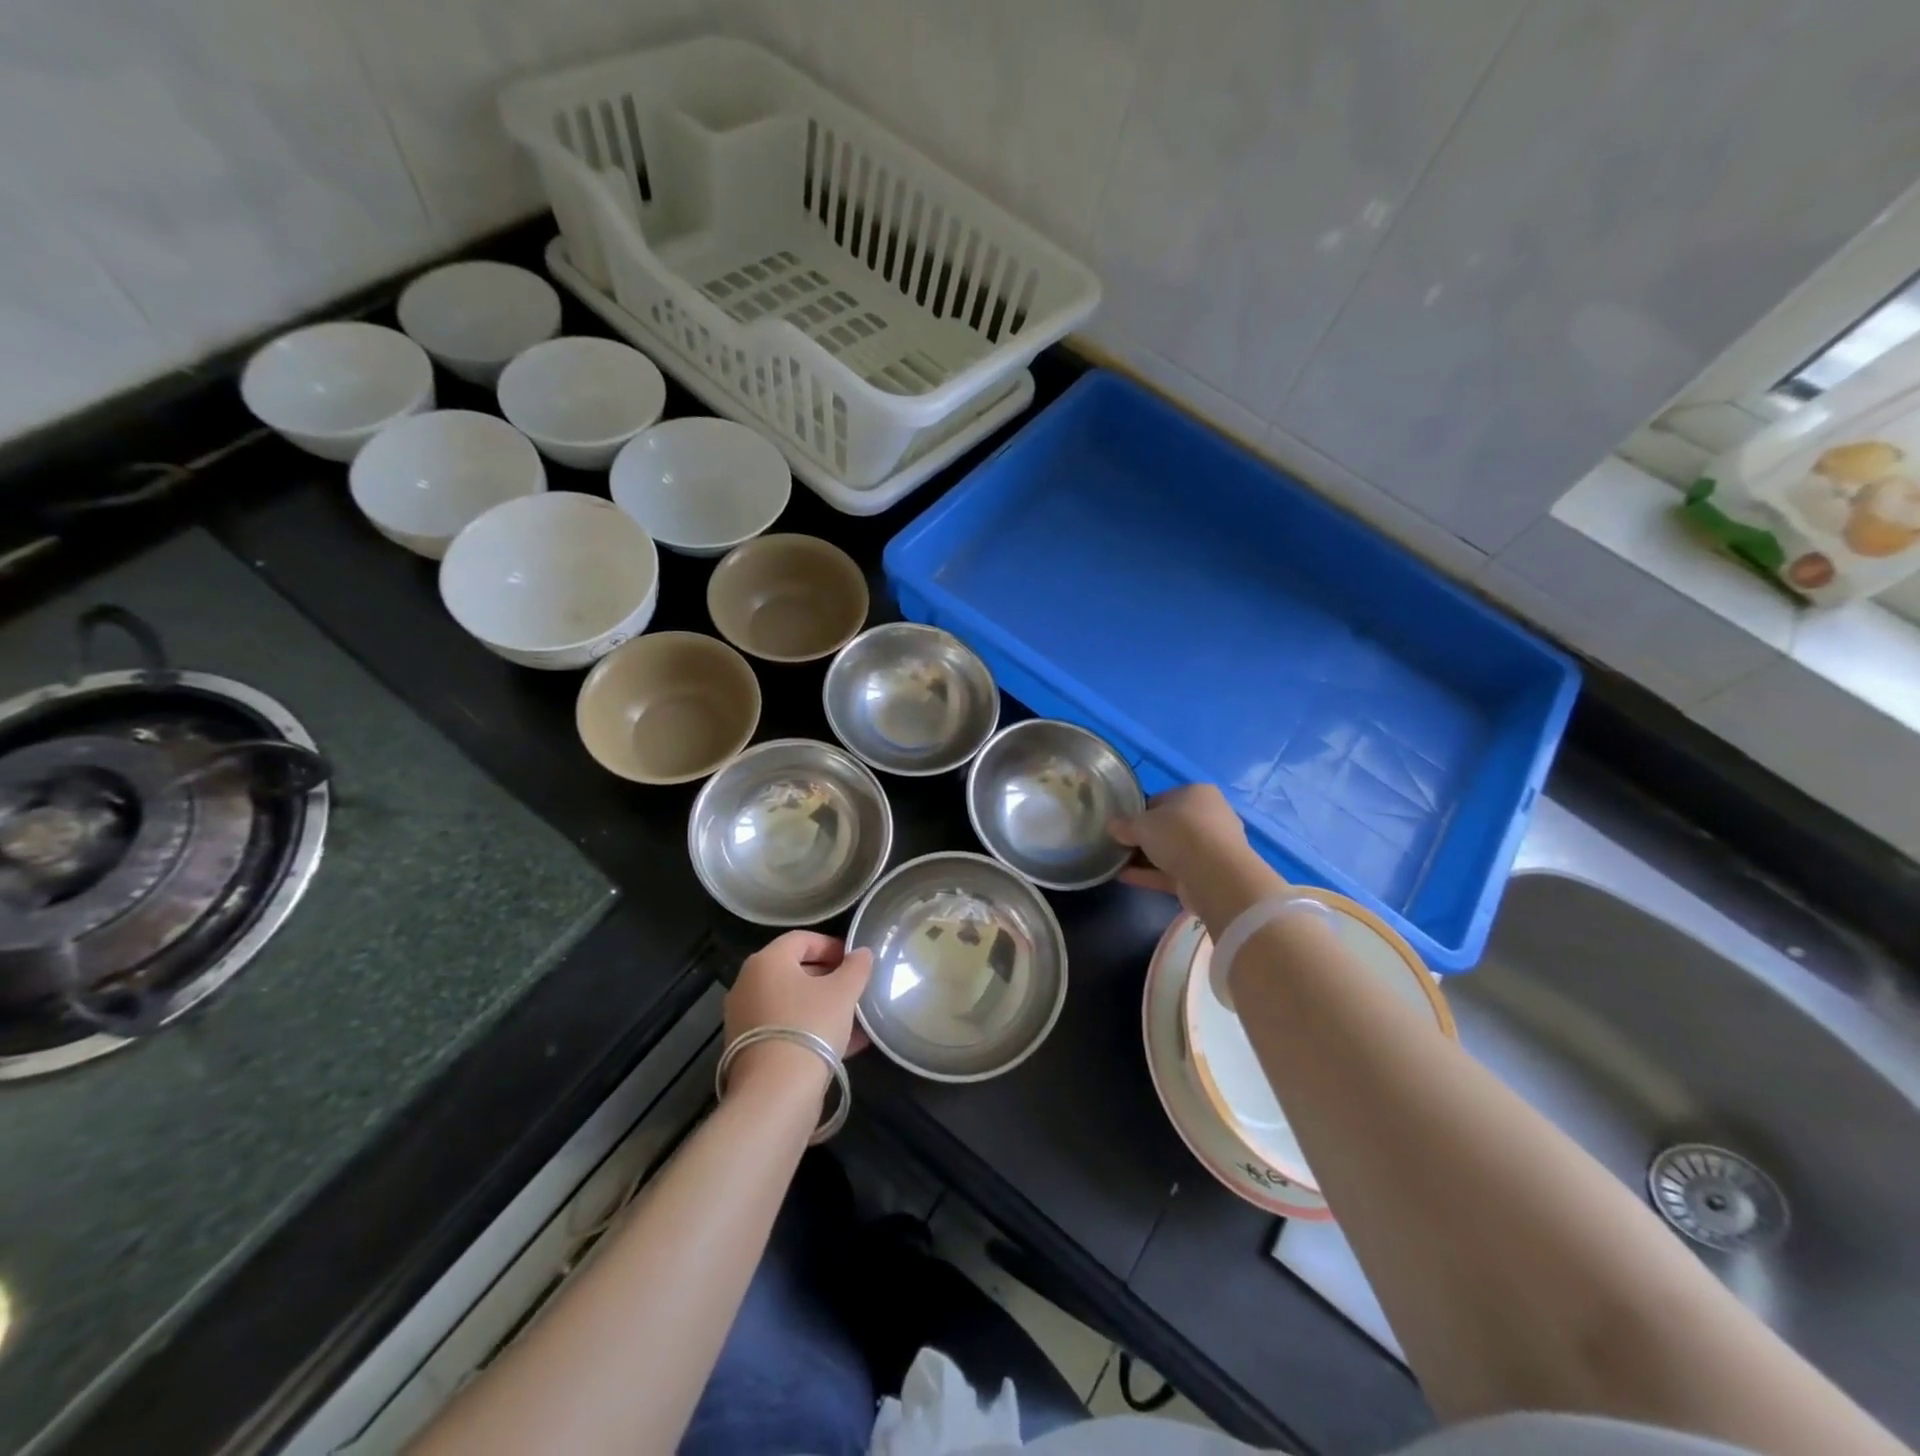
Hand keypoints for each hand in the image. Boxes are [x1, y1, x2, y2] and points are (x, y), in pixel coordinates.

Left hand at [724, 932, 873, 1089]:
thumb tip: (862, 954)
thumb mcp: (843, 992)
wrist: (775, 1093)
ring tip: (855, 1019)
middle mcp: (748, 985)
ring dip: (822, 1007)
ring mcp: (745, 1019)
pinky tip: (843, 1045)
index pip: (802, 939)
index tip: (856, 961)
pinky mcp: (748, 1050)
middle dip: (829, 978)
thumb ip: (856, 967)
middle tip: (856, 989)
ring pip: (791, 1003)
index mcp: (767, 961)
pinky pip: (785, 1029)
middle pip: (794, 971)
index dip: (832, 945)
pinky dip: (810, 1030)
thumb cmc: (810, 1026)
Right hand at [1109, 784, 1254, 905]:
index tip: (1122, 825)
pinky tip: (1125, 878)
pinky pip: (1173, 871)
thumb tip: (1111, 826)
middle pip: (1168, 827)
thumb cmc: (1178, 833)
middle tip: (1119, 845)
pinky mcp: (1208, 874)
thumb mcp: (1142, 824)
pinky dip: (1151, 874)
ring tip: (1117, 864)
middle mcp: (1209, 817)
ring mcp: (1211, 848)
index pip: (1162, 799)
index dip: (1139, 812)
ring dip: (1146, 858)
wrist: (1215, 875)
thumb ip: (1124, 825)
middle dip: (1144, 838)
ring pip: (1171, 851)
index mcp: (1197, 794)